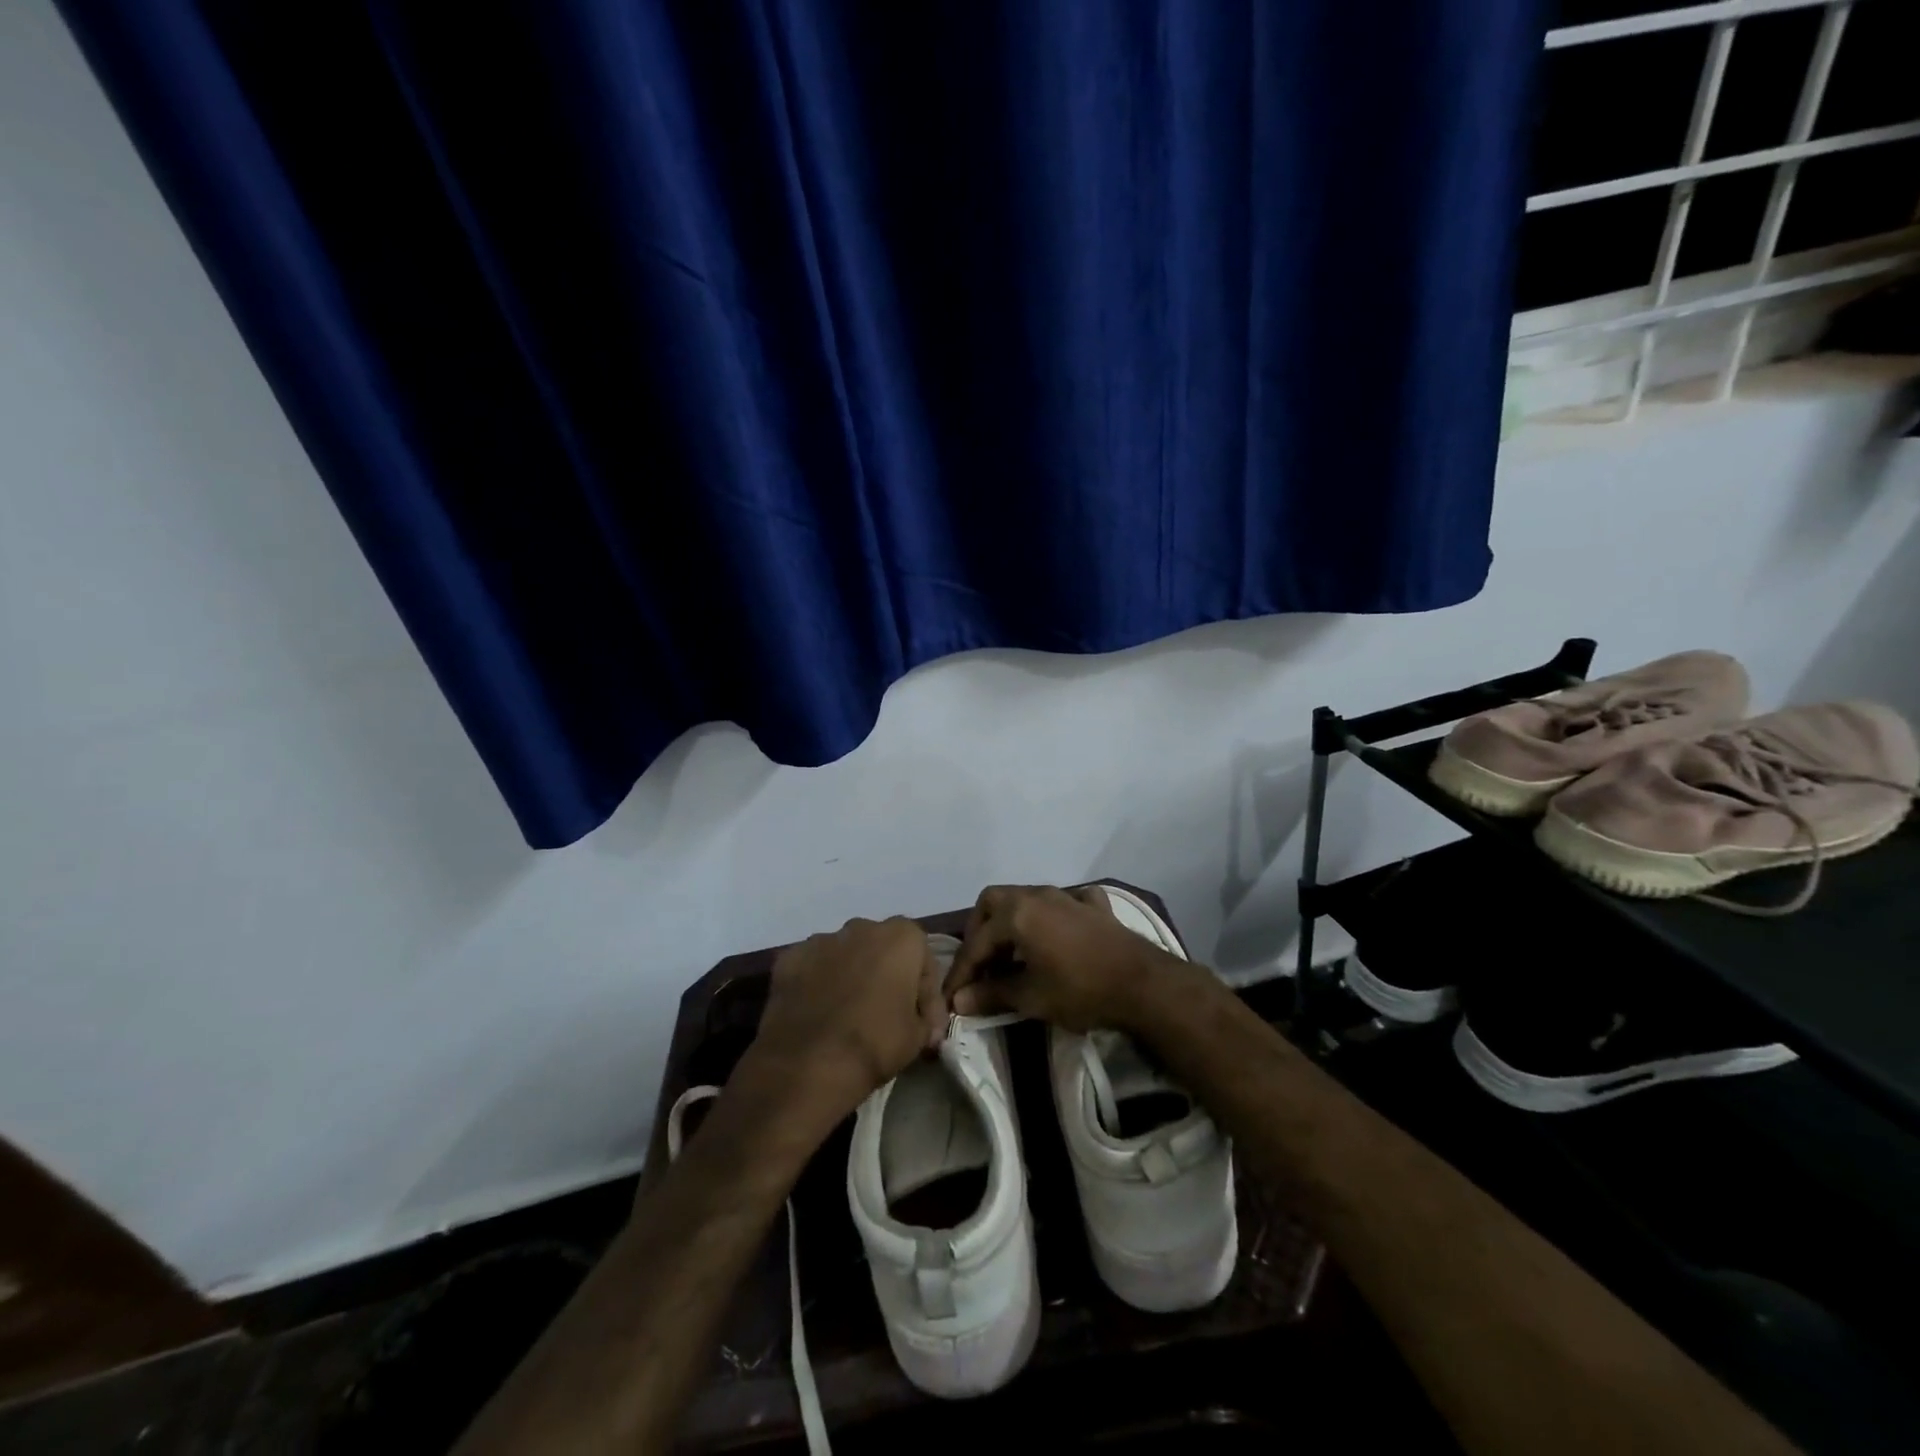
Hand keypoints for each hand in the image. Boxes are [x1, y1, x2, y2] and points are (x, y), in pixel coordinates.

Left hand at [745, 916, 947, 1118]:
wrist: (809, 1064)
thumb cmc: (875, 1043)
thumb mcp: (918, 1036)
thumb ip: (925, 1018)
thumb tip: (924, 1023)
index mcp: (901, 937)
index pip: (923, 959)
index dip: (926, 992)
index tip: (923, 1021)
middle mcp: (861, 927)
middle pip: (881, 948)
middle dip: (886, 974)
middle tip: (886, 1012)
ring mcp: (821, 940)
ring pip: (844, 954)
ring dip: (850, 975)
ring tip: (847, 1013)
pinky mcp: (789, 958)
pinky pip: (812, 967)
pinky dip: (817, 983)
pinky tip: (817, 1012)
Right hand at [945, 885, 1191, 1031]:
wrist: (1143, 983)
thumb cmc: (1080, 989)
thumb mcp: (1031, 997)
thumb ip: (992, 994)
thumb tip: (959, 1000)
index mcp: (1017, 913)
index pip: (977, 942)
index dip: (961, 971)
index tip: (951, 996)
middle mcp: (1038, 895)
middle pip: (994, 901)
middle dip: (980, 931)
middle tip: (979, 964)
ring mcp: (1068, 896)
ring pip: (1026, 898)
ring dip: (1011, 923)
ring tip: (1011, 956)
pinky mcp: (1094, 905)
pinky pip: (1063, 902)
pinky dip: (1052, 917)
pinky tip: (1056, 935)